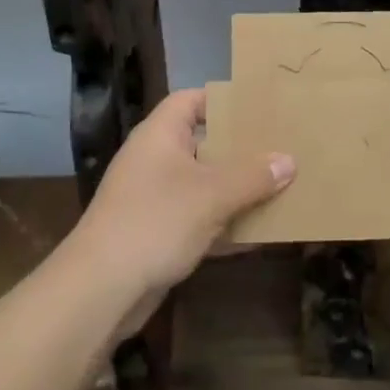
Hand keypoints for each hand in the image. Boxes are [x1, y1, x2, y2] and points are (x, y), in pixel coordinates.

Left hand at [62, 88, 292, 328]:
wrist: (101, 290)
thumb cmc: (156, 222)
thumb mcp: (211, 195)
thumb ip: (253, 176)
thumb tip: (289, 161)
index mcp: (160, 135)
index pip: (191, 100)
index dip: (224, 99)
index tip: (261, 108)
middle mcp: (156, 160)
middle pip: (203, 143)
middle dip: (241, 149)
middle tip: (282, 148)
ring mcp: (155, 198)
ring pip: (204, 184)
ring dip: (238, 190)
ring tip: (281, 187)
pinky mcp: (158, 234)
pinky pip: (200, 220)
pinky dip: (226, 224)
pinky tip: (260, 235)